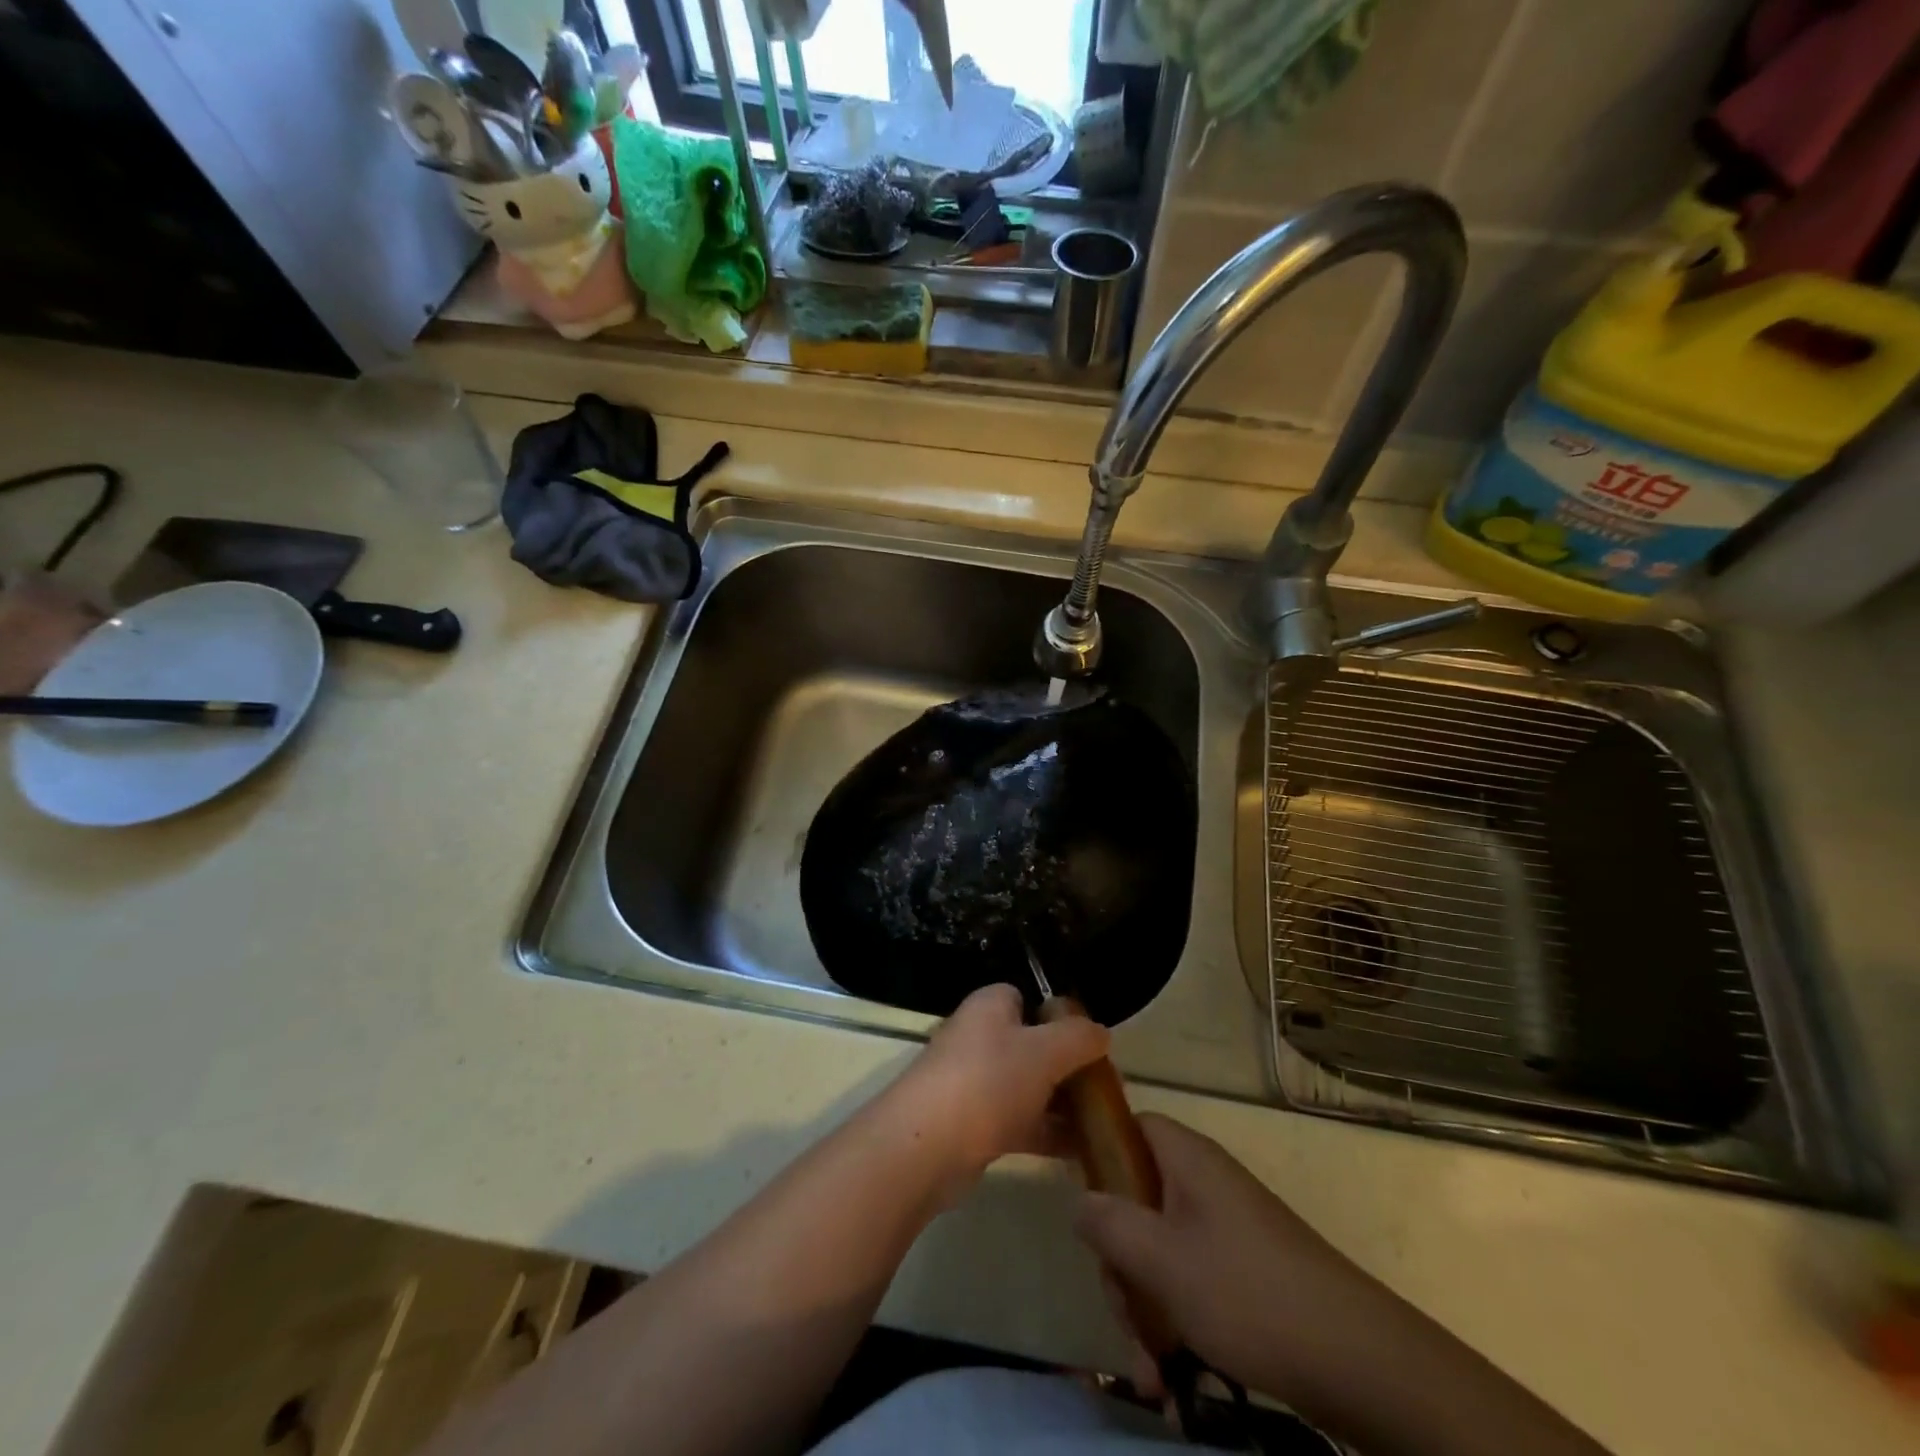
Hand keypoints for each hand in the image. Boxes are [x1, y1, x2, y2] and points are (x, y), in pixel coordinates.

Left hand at [883, 983, 1107, 1201]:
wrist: (926, 1147)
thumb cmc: (988, 1082)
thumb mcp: (1045, 1051)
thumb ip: (1078, 1037)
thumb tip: (1101, 1032)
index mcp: (989, 1006)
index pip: (1027, 997)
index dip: (1059, 1016)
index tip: (1091, 1042)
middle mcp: (978, 1037)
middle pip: (1031, 1044)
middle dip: (1066, 1065)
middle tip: (1104, 1088)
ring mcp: (972, 1083)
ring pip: (1026, 1086)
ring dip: (1060, 1103)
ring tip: (1102, 1123)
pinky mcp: (971, 1125)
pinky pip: (1017, 1122)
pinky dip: (1045, 1133)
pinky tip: (1080, 1152)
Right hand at [1073, 1113, 1374, 1405]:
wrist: (1357, 1359)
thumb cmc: (1246, 1292)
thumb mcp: (1161, 1260)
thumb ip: (1108, 1224)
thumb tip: (1079, 1201)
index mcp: (1186, 1159)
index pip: (1130, 1126)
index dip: (1097, 1146)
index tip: (1071, 1186)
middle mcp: (1205, 1183)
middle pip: (1138, 1200)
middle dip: (1121, 1262)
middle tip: (1123, 1311)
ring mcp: (1227, 1228)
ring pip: (1161, 1251)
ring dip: (1146, 1307)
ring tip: (1151, 1370)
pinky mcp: (1245, 1271)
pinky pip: (1192, 1282)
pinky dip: (1178, 1323)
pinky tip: (1173, 1380)